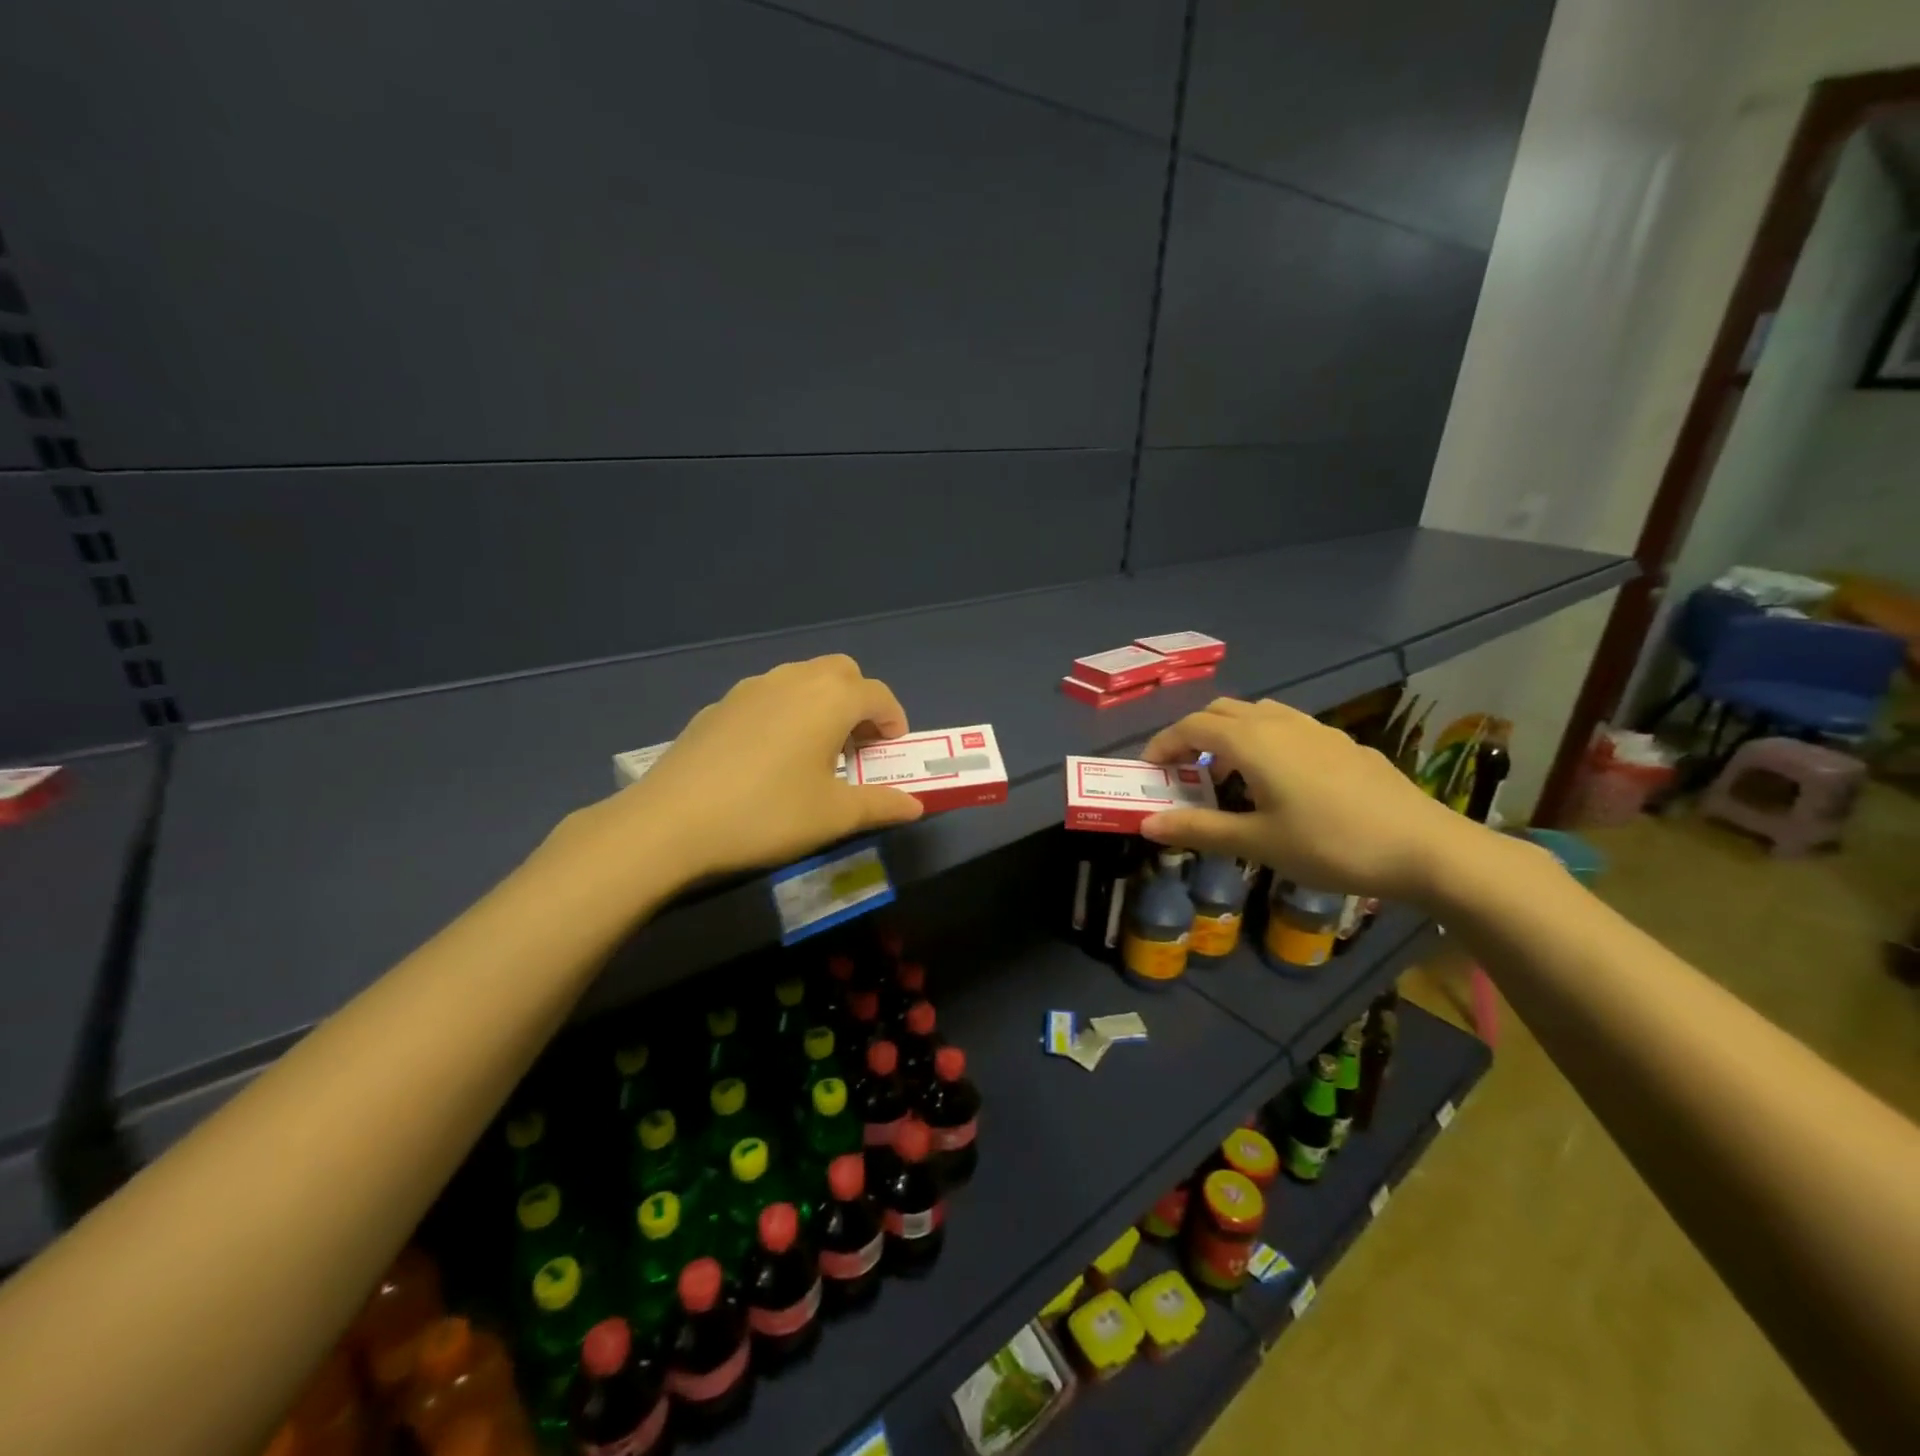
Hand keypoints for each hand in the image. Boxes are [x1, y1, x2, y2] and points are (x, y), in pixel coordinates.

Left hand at [547, 655, 924, 893]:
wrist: (671, 822)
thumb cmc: (767, 814)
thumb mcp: (833, 816)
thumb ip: (880, 805)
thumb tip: (915, 806)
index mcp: (829, 699)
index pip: (879, 695)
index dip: (894, 721)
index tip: (891, 752)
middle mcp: (793, 680)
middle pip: (842, 672)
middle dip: (859, 702)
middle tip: (857, 746)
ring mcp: (750, 688)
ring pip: (801, 678)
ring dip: (822, 703)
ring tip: (815, 751)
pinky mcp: (719, 705)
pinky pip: (767, 696)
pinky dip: (785, 712)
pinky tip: (768, 757)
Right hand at [1139, 697, 1480, 903]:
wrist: (1425, 848)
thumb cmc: (1330, 844)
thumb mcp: (1257, 842)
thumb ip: (1198, 829)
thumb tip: (1147, 825)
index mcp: (1252, 741)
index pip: (1191, 728)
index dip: (1163, 745)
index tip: (1148, 771)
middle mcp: (1280, 722)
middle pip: (1221, 712)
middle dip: (1193, 735)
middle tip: (1183, 772)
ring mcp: (1316, 729)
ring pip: (1257, 714)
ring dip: (1229, 736)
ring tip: (1227, 776)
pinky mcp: (1342, 743)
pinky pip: (1287, 727)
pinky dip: (1262, 742)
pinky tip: (1278, 781)